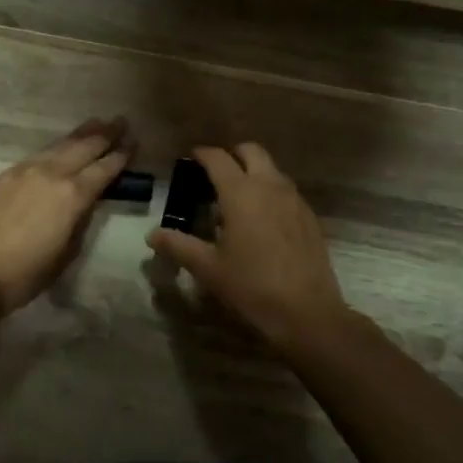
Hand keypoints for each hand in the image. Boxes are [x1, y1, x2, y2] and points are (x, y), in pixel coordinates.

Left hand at [0, 118, 132, 316]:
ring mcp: (22, 171)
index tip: (133, 142)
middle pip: (83, 147)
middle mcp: (50, 174)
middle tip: (120, 121)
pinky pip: (34, 157)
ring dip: (79, 135)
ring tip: (94, 124)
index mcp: (72, 196)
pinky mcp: (1, 177)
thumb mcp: (64, 252)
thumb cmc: (24, 274)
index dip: (121, 155)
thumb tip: (83, 205)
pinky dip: (52, 150)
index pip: (103, 169)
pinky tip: (56, 151)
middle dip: (104, 134)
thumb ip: (78, 222)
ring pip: (57, 146)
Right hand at [146, 144, 353, 351]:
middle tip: (215, 174)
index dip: (202, 154)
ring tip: (237, 197)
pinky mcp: (309, 216)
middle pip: (251, 151)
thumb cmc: (251, 286)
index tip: (191, 158)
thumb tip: (152, 234)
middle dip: (232, 155)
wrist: (306, 312)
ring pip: (272, 169)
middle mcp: (269, 186)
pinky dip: (271, 191)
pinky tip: (262, 219)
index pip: (218, 158)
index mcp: (241, 192)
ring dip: (253, 172)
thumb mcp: (208, 268)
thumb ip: (178, 246)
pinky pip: (286, 190)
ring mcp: (294, 199)